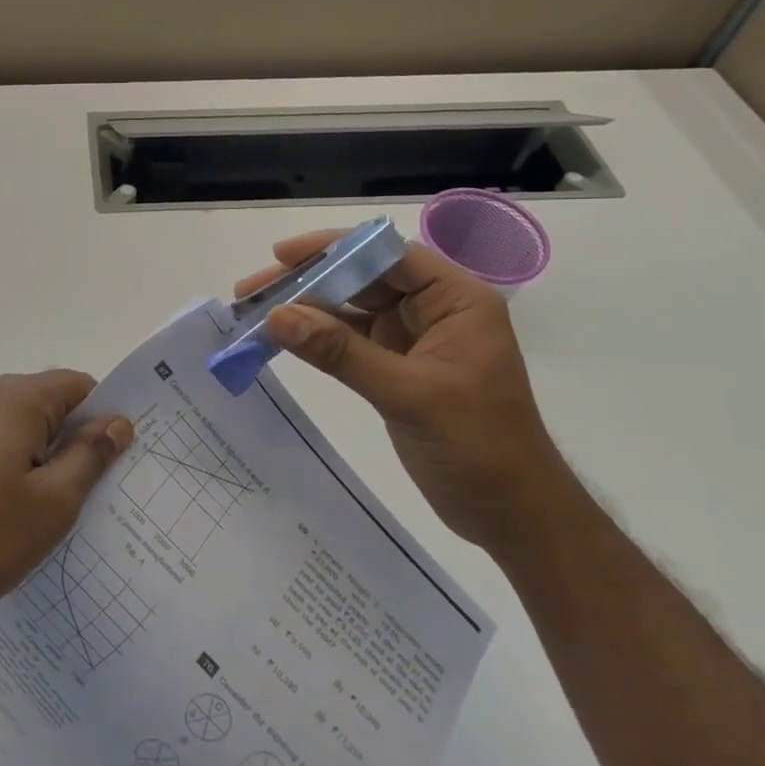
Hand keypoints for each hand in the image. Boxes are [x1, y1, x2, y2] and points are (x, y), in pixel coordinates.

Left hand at [0, 371, 132, 636]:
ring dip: (43, 458)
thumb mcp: (53, 503)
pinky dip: (12, 467)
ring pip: (20, 427)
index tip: (119, 460)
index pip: (80, 386)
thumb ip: (90, 455)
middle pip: (49, 404)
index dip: (105, 418)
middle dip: (75, 440)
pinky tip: (11, 514)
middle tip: (95, 492)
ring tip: (54, 510)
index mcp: (16, 398)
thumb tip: (117, 421)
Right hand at [236, 233, 570, 549]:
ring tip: (254, 311)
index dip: (333, 248)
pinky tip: (281, 339)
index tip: (280, 255)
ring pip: (351, 308)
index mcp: (456, 299)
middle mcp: (434, 309)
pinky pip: (349, 341)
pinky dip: (316, 340)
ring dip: (306, 309)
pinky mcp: (397, 367)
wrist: (513, 517)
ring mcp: (413, 338)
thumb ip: (340, 353)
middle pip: (362, 277)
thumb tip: (275, 316)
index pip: (387, 254)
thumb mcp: (408, 395)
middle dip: (308, 280)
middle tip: (252, 290)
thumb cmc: (480, 448)